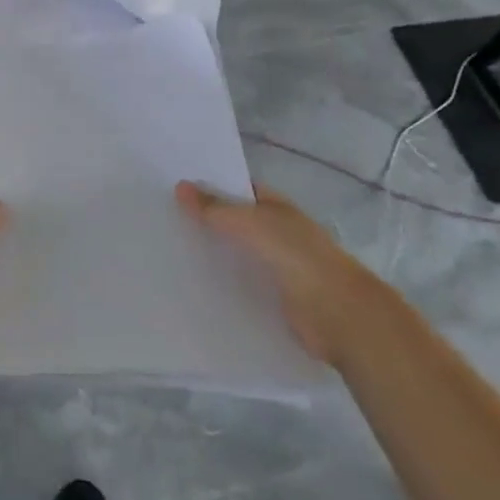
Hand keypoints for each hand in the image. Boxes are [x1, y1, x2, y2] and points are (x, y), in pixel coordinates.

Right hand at [176, 181, 385, 364]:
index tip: (174, 189)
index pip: (239, 190)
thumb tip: (180, 186)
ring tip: (168, 253)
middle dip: (206, 222)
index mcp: (276, 207)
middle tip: (163, 221)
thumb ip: (215, 208)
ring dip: (212, 255)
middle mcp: (277, 233)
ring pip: (236, 255)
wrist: (336, 314)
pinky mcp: (273, 298)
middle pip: (235, 223)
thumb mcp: (250, 223)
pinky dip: (222, 284)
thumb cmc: (296, 256)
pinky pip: (240, 284)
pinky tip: (192, 285)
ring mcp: (277, 267)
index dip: (210, 187)